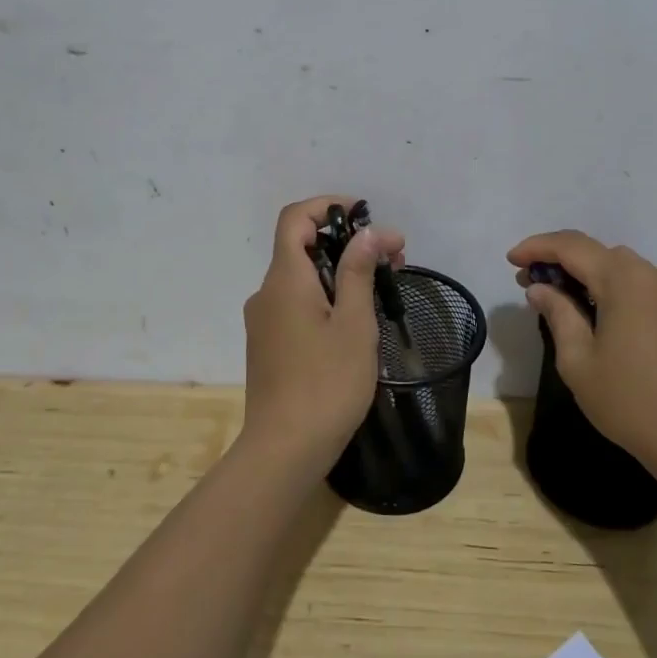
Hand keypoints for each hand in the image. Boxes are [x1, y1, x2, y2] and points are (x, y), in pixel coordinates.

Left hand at [241, 196, 405, 476]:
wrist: (284, 451)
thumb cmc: (326, 384)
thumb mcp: (355, 324)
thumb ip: (359, 272)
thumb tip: (368, 232)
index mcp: (284, 280)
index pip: (294, 218)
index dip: (327, 206)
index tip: (365, 216)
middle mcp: (267, 293)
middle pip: (301, 246)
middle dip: (346, 243)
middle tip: (392, 259)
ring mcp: (264, 320)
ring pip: (301, 277)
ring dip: (340, 271)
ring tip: (382, 290)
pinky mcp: (268, 344)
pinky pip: (296, 303)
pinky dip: (325, 296)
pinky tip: (355, 320)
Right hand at [508, 230, 656, 479]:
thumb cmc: (632, 403)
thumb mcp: (579, 361)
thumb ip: (558, 314)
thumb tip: (540, 288)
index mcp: (627, 279)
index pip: (572, 247)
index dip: (537, 247)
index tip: (510, 259)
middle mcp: (656, 274)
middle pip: (598, 254)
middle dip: (561, 262)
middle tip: (530, 283)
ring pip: (621, 268)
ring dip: (588, 275)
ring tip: (560, 298)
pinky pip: (643, 286)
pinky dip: (614, 289)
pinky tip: (597, 312)